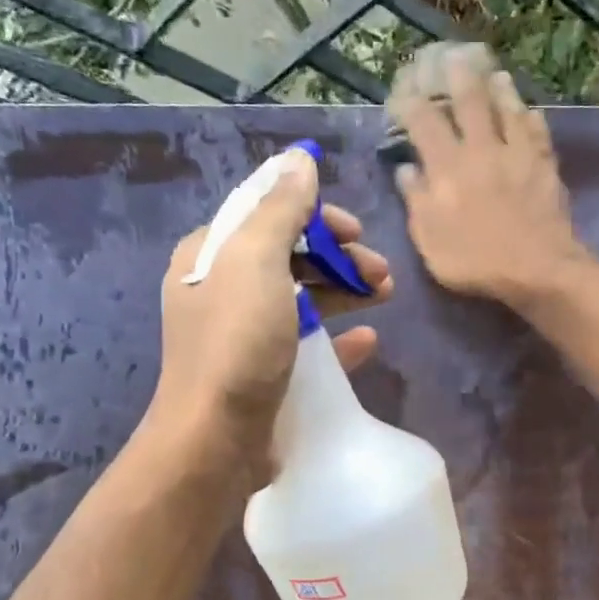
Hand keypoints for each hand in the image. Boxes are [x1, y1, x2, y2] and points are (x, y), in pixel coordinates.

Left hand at [149, 147, 391, 473]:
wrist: (216, 440)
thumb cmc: (236, 344)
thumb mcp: (256, 262)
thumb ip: (280, 209)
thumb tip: (299, 159)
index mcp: (212, 257)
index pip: (267, 216)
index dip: (314, 216)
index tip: (354, 230)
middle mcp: (223, 291)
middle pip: (291, 257)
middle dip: (339, 257)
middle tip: (381, 272)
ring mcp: (244, 336)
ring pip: (303, 298)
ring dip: (346, 290)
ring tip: (386, 295)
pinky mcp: (264, 374)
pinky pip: (308, 345)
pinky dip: (339, 337)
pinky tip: (368, 339)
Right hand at [387, 41, 587, 308]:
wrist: (537, 269)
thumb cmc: (475, 261)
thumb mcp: (430, 240)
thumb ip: (416, 201)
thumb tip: (406, 169)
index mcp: (447, 167)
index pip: (423, 122)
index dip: (410, 102)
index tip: (402, 90)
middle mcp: (481, 150)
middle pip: (468, 102)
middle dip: (456, 76)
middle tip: (451, 55)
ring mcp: (517, 154)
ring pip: (507, 109)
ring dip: (498, 88)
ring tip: (494, 72)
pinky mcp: (545, 165)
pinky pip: (538, 132)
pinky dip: (532, 118)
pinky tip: (531, 111)